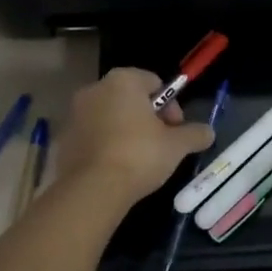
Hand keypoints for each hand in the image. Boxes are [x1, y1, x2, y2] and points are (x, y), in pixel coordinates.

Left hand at [56, 70, 214, 210]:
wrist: (92, 190)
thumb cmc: (139, 155)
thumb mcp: (176, 145)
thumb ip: (195, 134)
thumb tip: (208, 132)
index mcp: (123, 80)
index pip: (154, 83)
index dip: (170, 106)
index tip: (175, 130)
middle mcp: (95, 89)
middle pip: (130, 98)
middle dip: (147, 118)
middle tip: (160, 144)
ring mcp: (75, 113)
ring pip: (110, 116)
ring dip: (125, 130)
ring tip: (138, 159)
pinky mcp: (63, 138)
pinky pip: (92, 135)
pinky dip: (105, 144)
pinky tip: (116, 167)